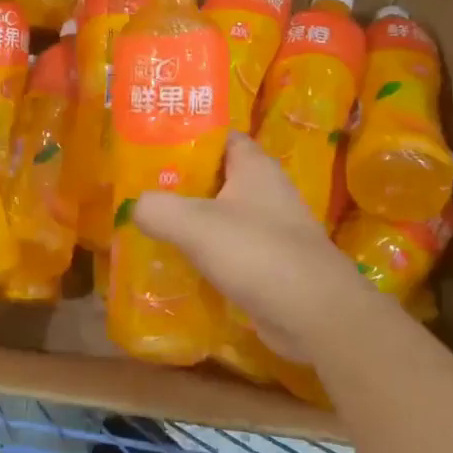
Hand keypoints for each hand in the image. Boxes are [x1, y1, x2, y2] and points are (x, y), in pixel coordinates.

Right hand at [133, 134, 376, 362]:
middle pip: (215, 176)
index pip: (218, 136)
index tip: (150, 146)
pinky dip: (205, 252)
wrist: (317, 316)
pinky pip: (229, 248)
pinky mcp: (270, 263)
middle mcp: (265, 191)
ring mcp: (271, 228)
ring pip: (220, 214)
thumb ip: (157, 208)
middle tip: (139, 188)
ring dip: (190, 220)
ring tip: (149, 225)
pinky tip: (176, 263)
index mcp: (254, 166)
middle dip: (179, 181)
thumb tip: (136, 207)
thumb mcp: (195, 224)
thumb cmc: (257, 253)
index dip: (186, 136)